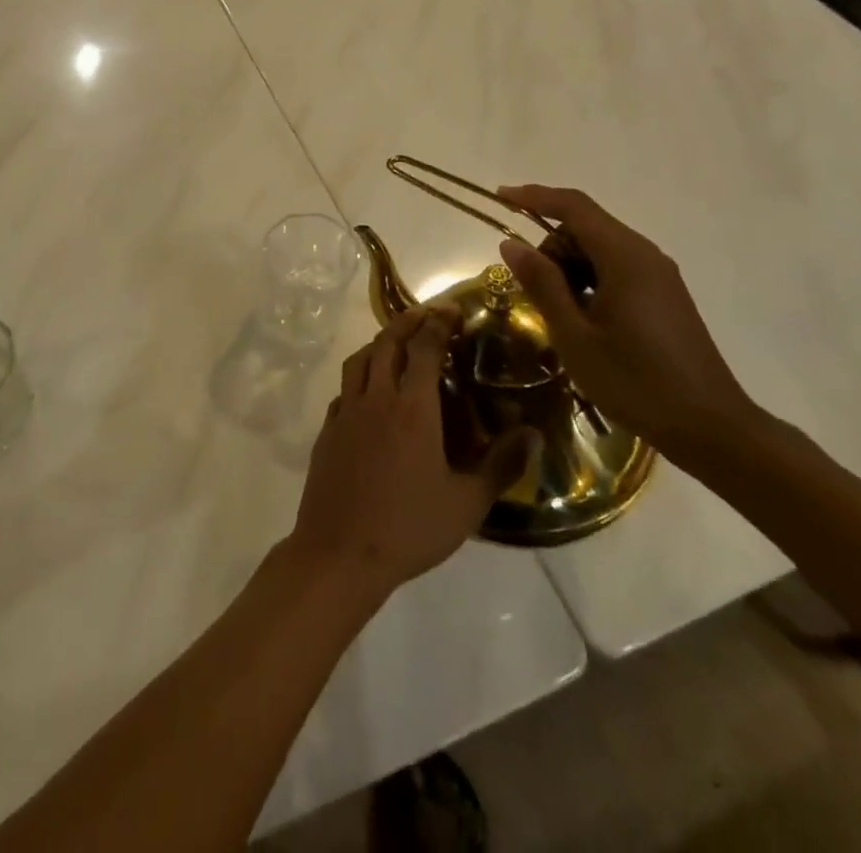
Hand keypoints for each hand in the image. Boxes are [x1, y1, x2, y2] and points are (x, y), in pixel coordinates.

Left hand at [286, 306, 540, 602]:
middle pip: (387, 342)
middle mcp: (375, 397)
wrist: (340, 553)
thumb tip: (534, 434)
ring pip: (359, 359)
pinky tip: (370, 392)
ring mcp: (345, 411)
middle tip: (427, 314)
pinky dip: (360, 375)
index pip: (423, 347)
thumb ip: (502, 465)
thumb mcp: (467, 503)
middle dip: (408, 321)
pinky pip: (344, 388)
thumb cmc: (409, 528)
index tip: (452, 308)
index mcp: (411, 407)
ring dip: (380, 342)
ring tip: (398, 343)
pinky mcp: (327, 429)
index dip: (438, 322)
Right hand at [495, 185, 759, 463]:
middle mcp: (645, 255)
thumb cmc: (635, 382)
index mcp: (625, 258)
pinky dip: (589, 280)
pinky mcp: (664, 295)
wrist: (710, 428)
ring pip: (600, 249)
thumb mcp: (575, 335)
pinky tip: (582, 319)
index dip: (533, 196)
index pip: (573, 206)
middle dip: (550, 245)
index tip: (499, 198)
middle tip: (530, 290)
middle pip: (586, 226)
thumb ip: (542, 283)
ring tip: (557, 313)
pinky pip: (616, 268)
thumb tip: (511, 243)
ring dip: (569, 266)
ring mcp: (659, 275)